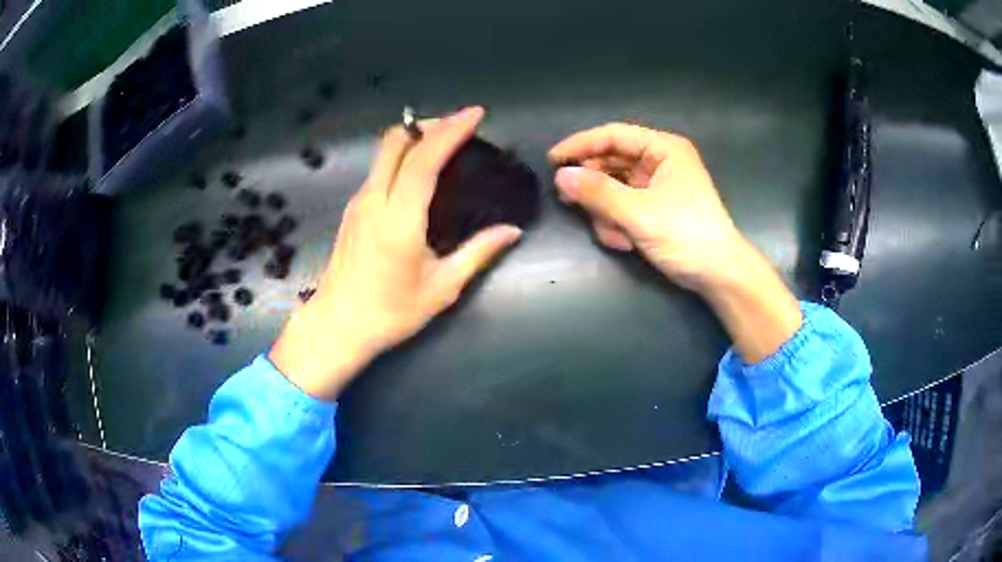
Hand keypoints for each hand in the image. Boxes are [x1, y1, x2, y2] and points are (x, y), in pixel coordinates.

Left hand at [270, 107, 521, 399]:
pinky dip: (402, 156)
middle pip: (396, 141)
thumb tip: (512, 231)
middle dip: (429, 123)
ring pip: (383, 151)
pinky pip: (378, 168)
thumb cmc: (390, 312)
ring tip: (444, 142)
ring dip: (414, 137)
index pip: (424, 158)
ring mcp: (358, 202)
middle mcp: (373, 199)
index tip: (475, 114)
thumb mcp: (441, 288)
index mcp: (398, 218)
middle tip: (459, 125)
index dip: (450, 130)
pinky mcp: (353, 210)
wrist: (337, 326)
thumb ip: (478, 253)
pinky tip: (419, 170)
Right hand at [549, 123, 745, 291]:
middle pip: (611, 162)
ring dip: (607, 213)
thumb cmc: (686, 235)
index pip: (614, 135)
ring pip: (613, 188)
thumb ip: (598, 193)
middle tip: (573, 204)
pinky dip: (618, 224)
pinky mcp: (653, 207)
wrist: (718, 274)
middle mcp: (659, 161)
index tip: (553, 160)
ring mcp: (656, 185)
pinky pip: (622, 206)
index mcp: (663, 149)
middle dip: (595, 189)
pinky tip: (625, 243)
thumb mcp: (639, 213)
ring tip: (615, 236)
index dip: (581, 145)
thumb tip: (560, 177)